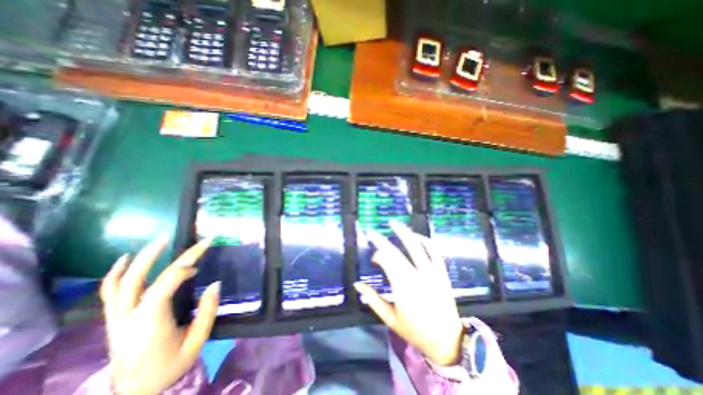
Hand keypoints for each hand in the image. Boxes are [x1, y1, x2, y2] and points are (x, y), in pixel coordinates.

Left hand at [99, 236, 218, 392]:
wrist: (134, 392)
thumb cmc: (170, 365)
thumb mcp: (197, 341)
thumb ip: (207, 311)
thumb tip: (216, 283)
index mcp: (149, 322)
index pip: (166, 283)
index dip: (187, 262)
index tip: (206, 248)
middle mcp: (128, 316)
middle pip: (142, 278)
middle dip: (166, 255)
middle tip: (186, 240)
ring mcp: (117, 317)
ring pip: (122, 282)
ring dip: (142, 258)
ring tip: (161, 241)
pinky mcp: (114, 318)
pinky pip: (109, 292)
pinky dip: (116, 273)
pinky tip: (126, 258)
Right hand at [355, 223, 465, 367]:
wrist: (448, 341)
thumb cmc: (415, 331)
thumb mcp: (390, 319)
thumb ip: (373, 300)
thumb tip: (357, 284)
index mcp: (402, 288)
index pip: (385, 262)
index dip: (377, 255)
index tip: (373, 258)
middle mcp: (417, 276)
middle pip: (396, 251)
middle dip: (382, 240)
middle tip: (373, 231)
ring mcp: (432, 272)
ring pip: (416, 246)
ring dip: (404, 233)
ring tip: (394, 223)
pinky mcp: (442, 272)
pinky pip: (434, 251)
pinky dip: (425, 241)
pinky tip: (416, 236)